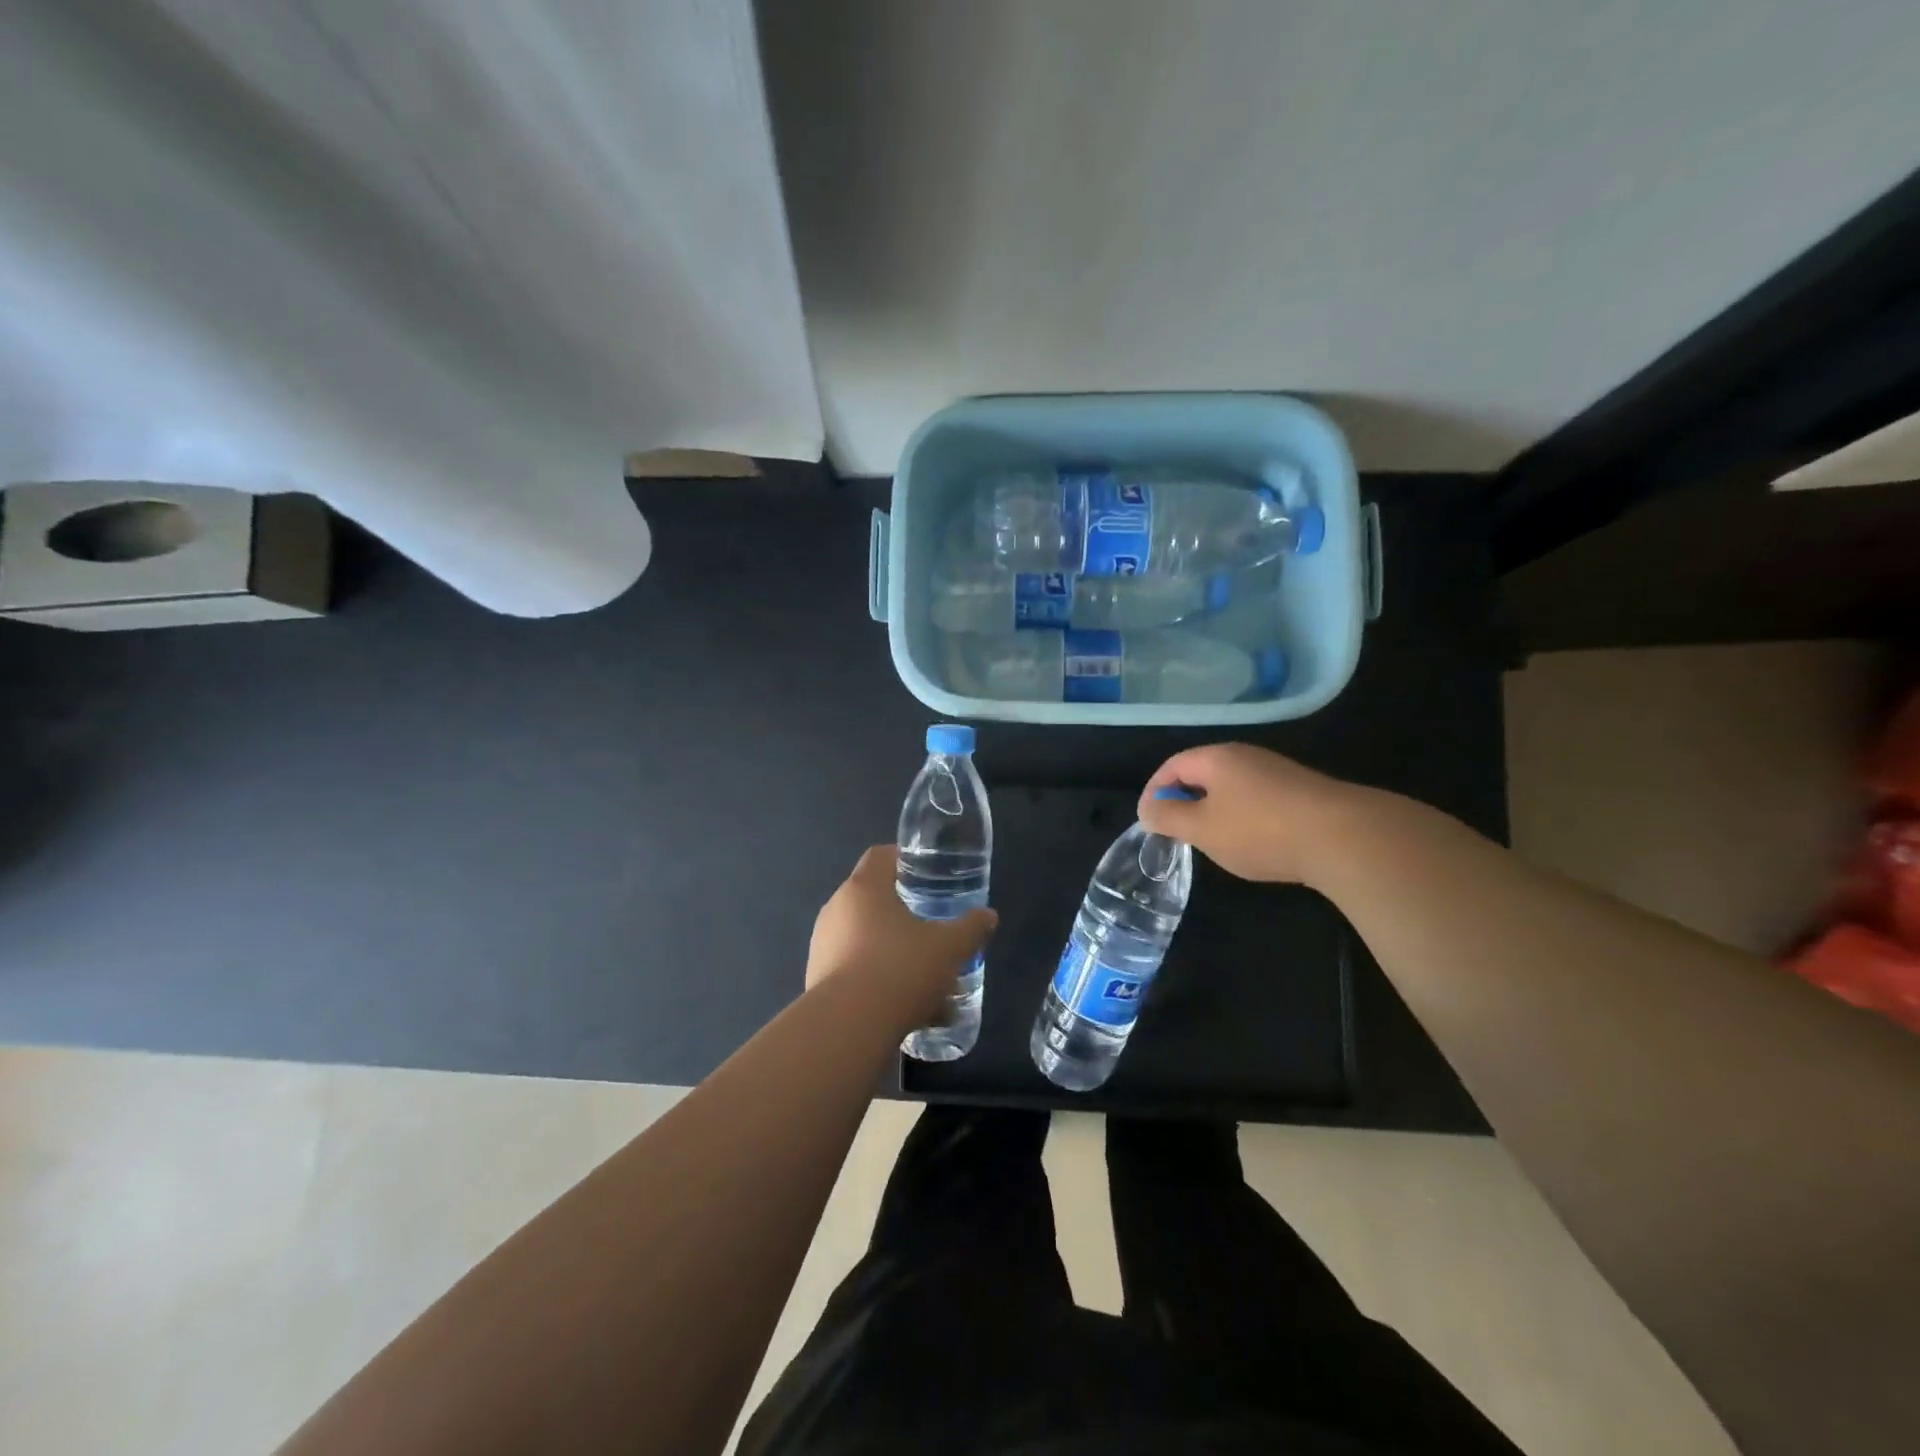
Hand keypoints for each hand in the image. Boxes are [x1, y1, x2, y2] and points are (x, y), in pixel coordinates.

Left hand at [807, 846, 997, 1026]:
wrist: (848, 1028)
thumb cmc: (900, 969)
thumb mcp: (949, 948)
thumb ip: (970, 928)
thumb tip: (988, 916)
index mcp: (864, 888)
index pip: (880, 856)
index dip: (904, 859)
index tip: (928, 873)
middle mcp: (837, 910)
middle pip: (873, 899)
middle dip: (904, 912)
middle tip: (933, 924)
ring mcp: (823, 946)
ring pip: (866, 939)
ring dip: (894, 951)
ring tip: (927, 976)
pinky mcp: (818, 980)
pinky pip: (856, 970)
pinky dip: (879, 980)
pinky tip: (908, 1008)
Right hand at [1138, 743, 1355, 884]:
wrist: (1344, 837)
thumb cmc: (1259, 830)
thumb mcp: (1201, 828)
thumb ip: (1168, 817)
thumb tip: (1148, 808)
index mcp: (1216, 758)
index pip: (1172, 766)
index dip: (1154, 791)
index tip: (1148, 821)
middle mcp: (1245, 756)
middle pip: (1202, 774)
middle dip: (1184, 801)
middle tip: (1176, 832)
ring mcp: (1276, 772)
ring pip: (1231, 788)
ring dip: (1214, 811)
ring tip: (1211, 841)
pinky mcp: (1300, 792)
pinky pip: (1257, 799)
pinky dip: (1243, 818)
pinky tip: (1252, 843)